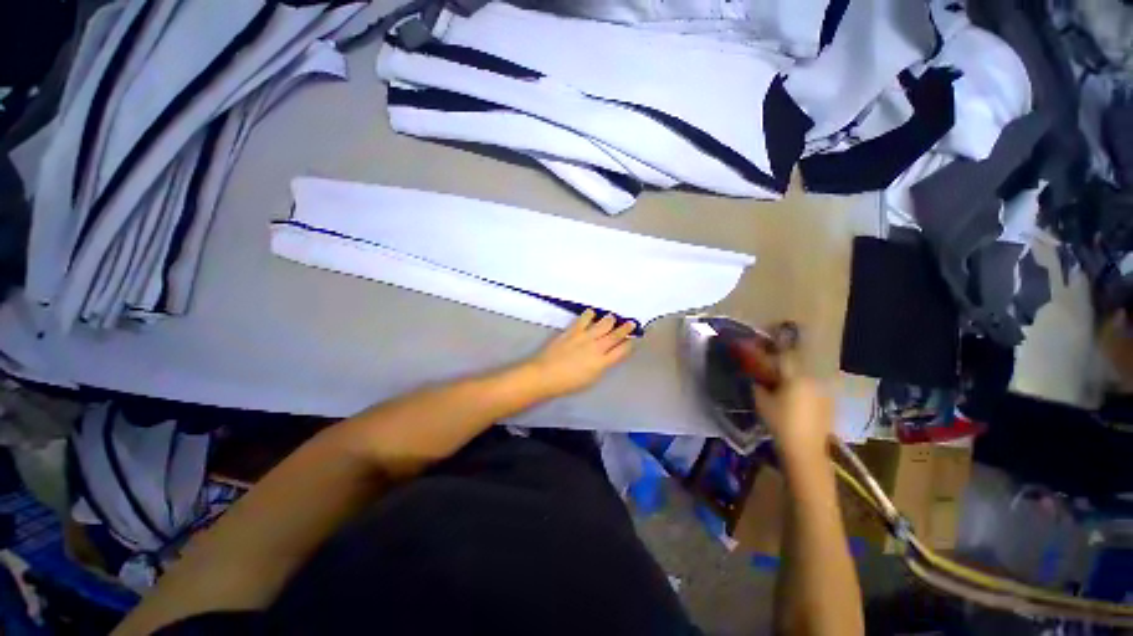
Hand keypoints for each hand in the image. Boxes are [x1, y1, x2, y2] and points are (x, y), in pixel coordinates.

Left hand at [521, 310, 635, 398]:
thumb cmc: (568, 383)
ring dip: (609, 320)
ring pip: (603, 323)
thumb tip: (607, 357)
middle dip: (625, 329)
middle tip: (631, 323)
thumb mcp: (591, 379)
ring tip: (612, 318)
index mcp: (603, 363)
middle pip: (615, 335)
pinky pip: (584, 319)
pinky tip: (591, 312)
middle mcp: (597, 347)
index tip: (632, 340)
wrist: (545, 375)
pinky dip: (589, 314)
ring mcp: (585, 337)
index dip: (628, 344)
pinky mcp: (573, 331)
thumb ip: (601, 366)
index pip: (622, 350)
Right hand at [737, 335, 831, 463]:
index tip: (759, 345)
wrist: (805, 450)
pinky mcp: (828, 403)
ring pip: (804, 376)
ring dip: (792, 375)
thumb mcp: (761, 402)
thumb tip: (756, 377)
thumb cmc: (780, 423)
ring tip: (780, 381)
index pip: (782, 356)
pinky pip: (811, 387)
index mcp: (796, 376)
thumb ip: (758, 384)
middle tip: (768, 365)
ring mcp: (823, 391)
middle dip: (781, 362)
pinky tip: (793, 396)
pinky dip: (801, 386)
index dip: (770, 349)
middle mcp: (813, 379)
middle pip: (795, 364)